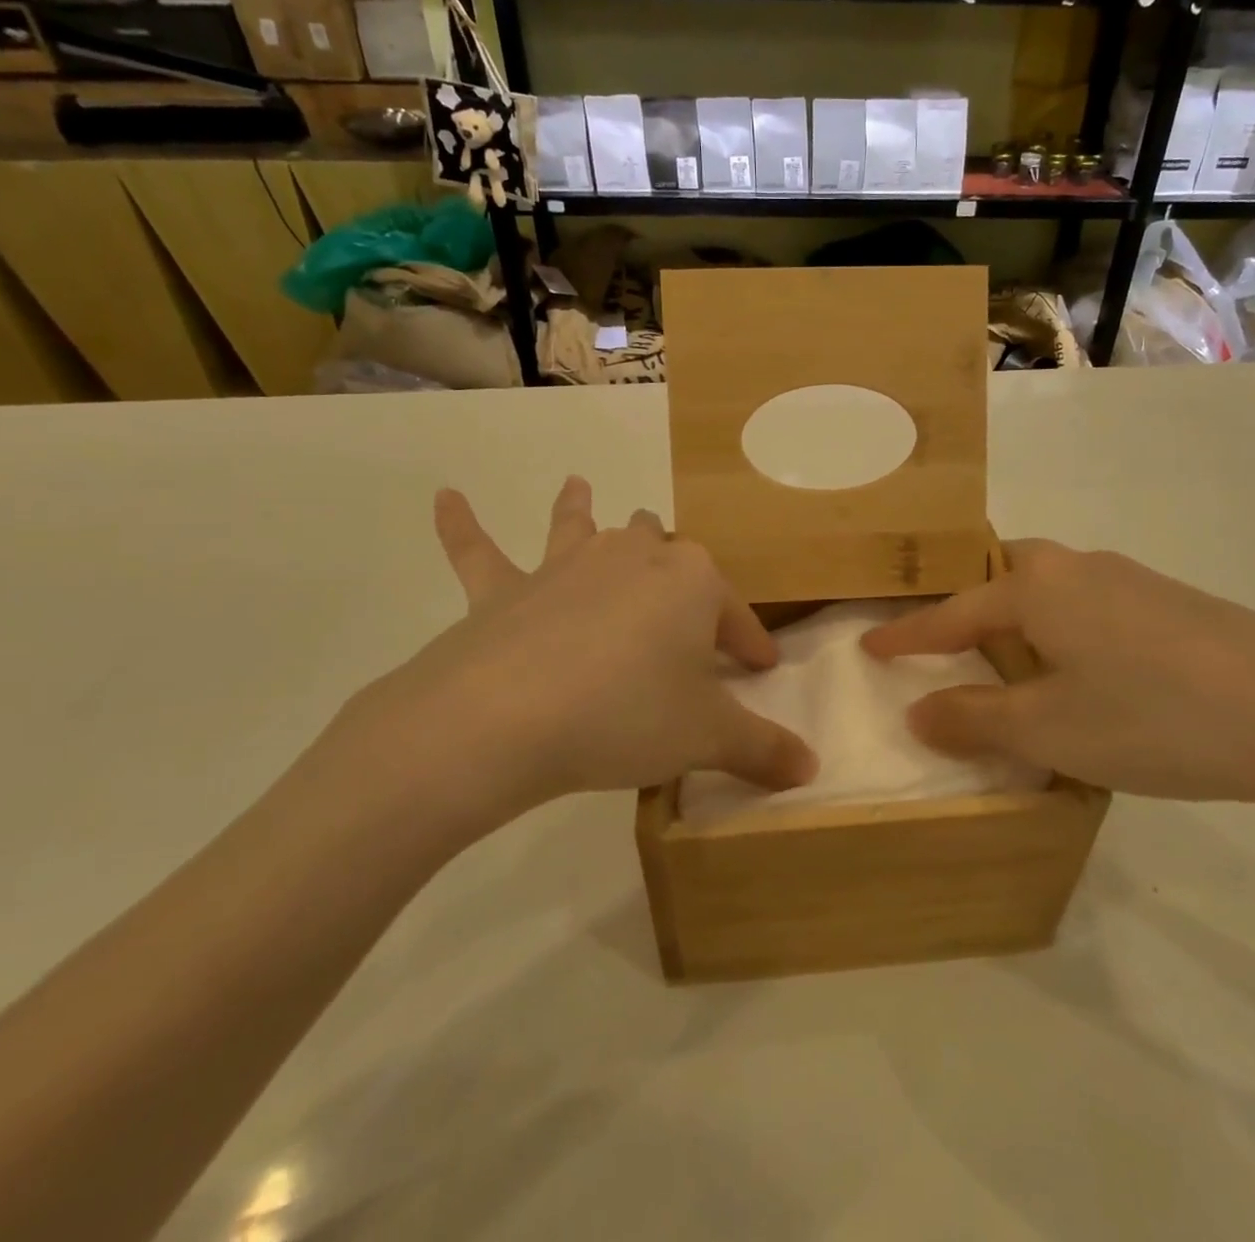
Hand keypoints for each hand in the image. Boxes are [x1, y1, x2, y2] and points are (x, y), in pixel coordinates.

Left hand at [306, 478, 815, 850]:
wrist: (506, 719)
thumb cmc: (627, 715)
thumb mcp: (707, 738)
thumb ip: (763, 749)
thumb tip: (810, 770)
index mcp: (691, 581)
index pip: (735, 613)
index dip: (751, 641)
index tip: (762, 667)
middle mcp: (632, 557)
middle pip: (663, 552)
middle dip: (676, 569)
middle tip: (682, 599)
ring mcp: (565, 567)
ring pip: (582, 528)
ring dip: (581, 509)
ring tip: (579, 485)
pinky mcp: (504, 591)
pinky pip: (480, 552)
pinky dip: (462, 526)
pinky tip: (444, 498)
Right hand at [861, 539, 1254, 824]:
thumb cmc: (1154, 718)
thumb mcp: (1049, 731)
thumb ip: (974, 720)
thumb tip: (918, 711)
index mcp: (1038, 587)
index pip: (952, 612)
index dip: (907, 636)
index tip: (869, 646)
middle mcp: (1080, 567)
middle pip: (1005, 575)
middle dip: (971, 606)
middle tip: (952, 644)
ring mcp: (1133, 580)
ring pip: (1053, 591)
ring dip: (1022, 622)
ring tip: (1015, 667)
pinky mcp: (1175, 604)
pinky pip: (1093, 609)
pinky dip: (1067, 634)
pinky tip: (1090, 677)